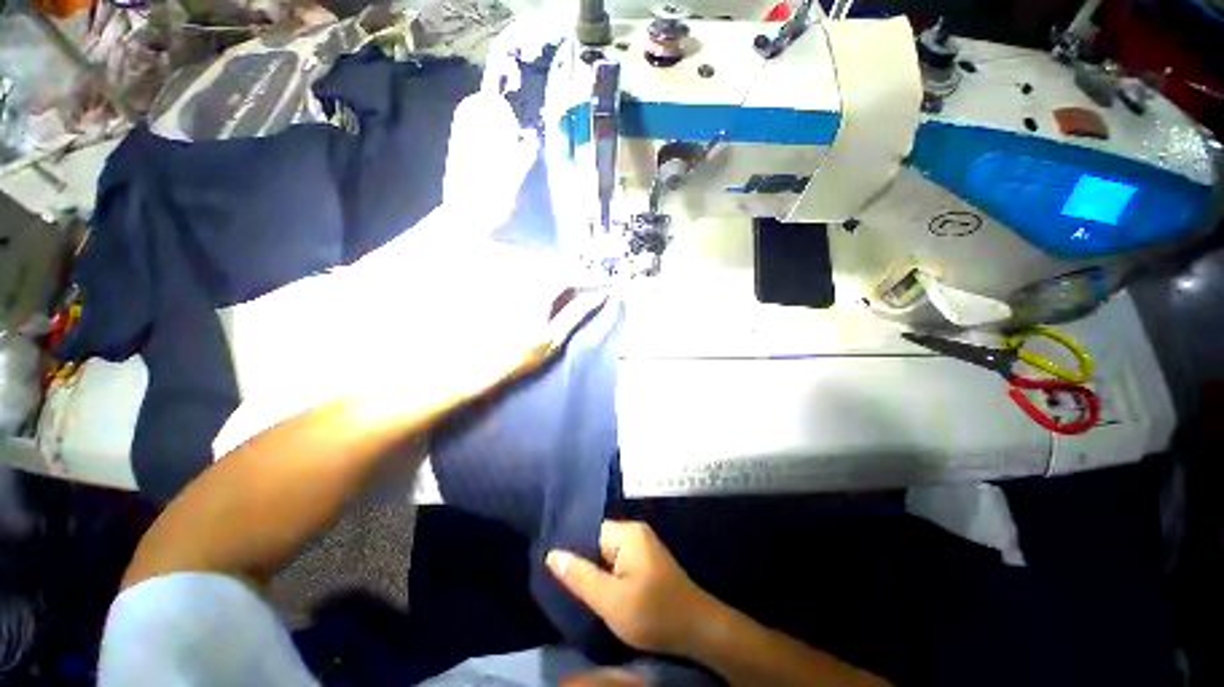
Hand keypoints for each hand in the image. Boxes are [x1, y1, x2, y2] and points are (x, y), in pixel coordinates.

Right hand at [546, 521, 717, 656]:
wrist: (697, 630)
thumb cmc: (653, 613)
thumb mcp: (610, 599)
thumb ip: (580, 576)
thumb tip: (552, 554)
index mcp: (628, 533)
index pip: (590, 531)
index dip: (574, 551)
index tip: (557, 570)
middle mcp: (636, 532)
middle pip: (599, 542)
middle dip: (586, 564)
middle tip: (568, 587)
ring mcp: (644, 546)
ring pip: (608, 555)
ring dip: (598, 573)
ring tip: (581, 592)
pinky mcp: (648, 561)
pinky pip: (620, 562)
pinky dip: (611, 577)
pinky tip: (604, 593)